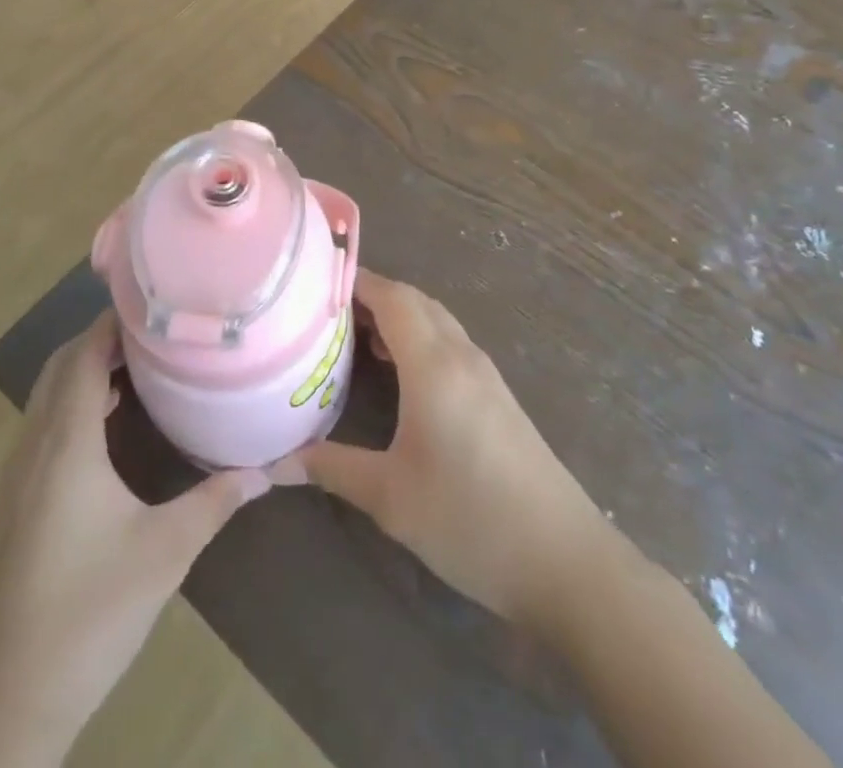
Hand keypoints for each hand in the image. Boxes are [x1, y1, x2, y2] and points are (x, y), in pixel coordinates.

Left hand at [0, 315, 272, 761]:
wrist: (4, 699)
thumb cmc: (88, 613)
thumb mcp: (165, 552)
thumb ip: (215, 501)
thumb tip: (266, 469)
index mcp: (66, 442)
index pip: (84, 354)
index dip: (114, 321)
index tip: (156, 303)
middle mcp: (34, 444)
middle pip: (62, 366)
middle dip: (102, 339)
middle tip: (156, 332)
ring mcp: (17, 474)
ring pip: (48, 395)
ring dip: (86, 369)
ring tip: (140, 366)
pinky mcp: (14, 500)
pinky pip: (43, 424)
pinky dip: (74, 402)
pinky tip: (109, 425)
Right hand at [298, 271, 612, 632]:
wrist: (564, 561)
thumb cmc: (470, 520)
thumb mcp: (391, 498)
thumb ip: (333, 469)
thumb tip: (277, 463)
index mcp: (434, 365)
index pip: (392, 297)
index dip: (356, 282)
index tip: (316, 284)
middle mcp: (461, 355)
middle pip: (414, 301)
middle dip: (372, 295)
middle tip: (325, 312)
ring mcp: (485, 374)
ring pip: (435, 320)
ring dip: (397, 316)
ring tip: (353, 336)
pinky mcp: (497, 396)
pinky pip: (450, 343)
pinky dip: (418, 338)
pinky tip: (398, 372)